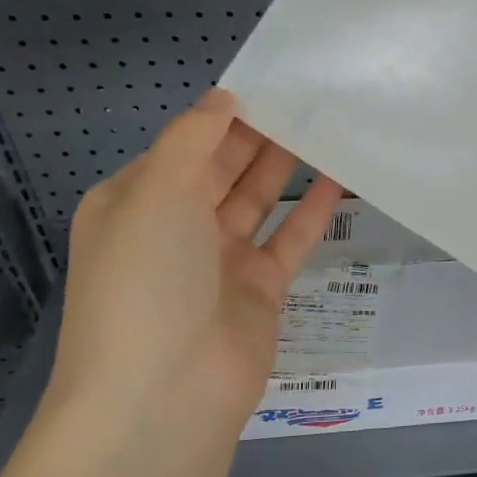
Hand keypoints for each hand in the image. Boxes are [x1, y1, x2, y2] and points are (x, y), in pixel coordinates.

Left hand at [46, 88, 343, 432]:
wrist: (164, 393)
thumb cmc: (147, 279)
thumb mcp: (157, 193)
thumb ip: (193, 139)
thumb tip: (222, 99)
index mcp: (136, 203)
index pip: (184, 146)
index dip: (223, 116)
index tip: (270, 83)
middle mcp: (174, 228)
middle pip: (222, 170)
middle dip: (259, 136)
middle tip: (309, 98)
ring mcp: (219, 261)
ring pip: (257, 201)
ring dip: (286, 167)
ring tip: (327, 126)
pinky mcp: (260, 290)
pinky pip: (289, 239)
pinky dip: (312, 210)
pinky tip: (341, 178)